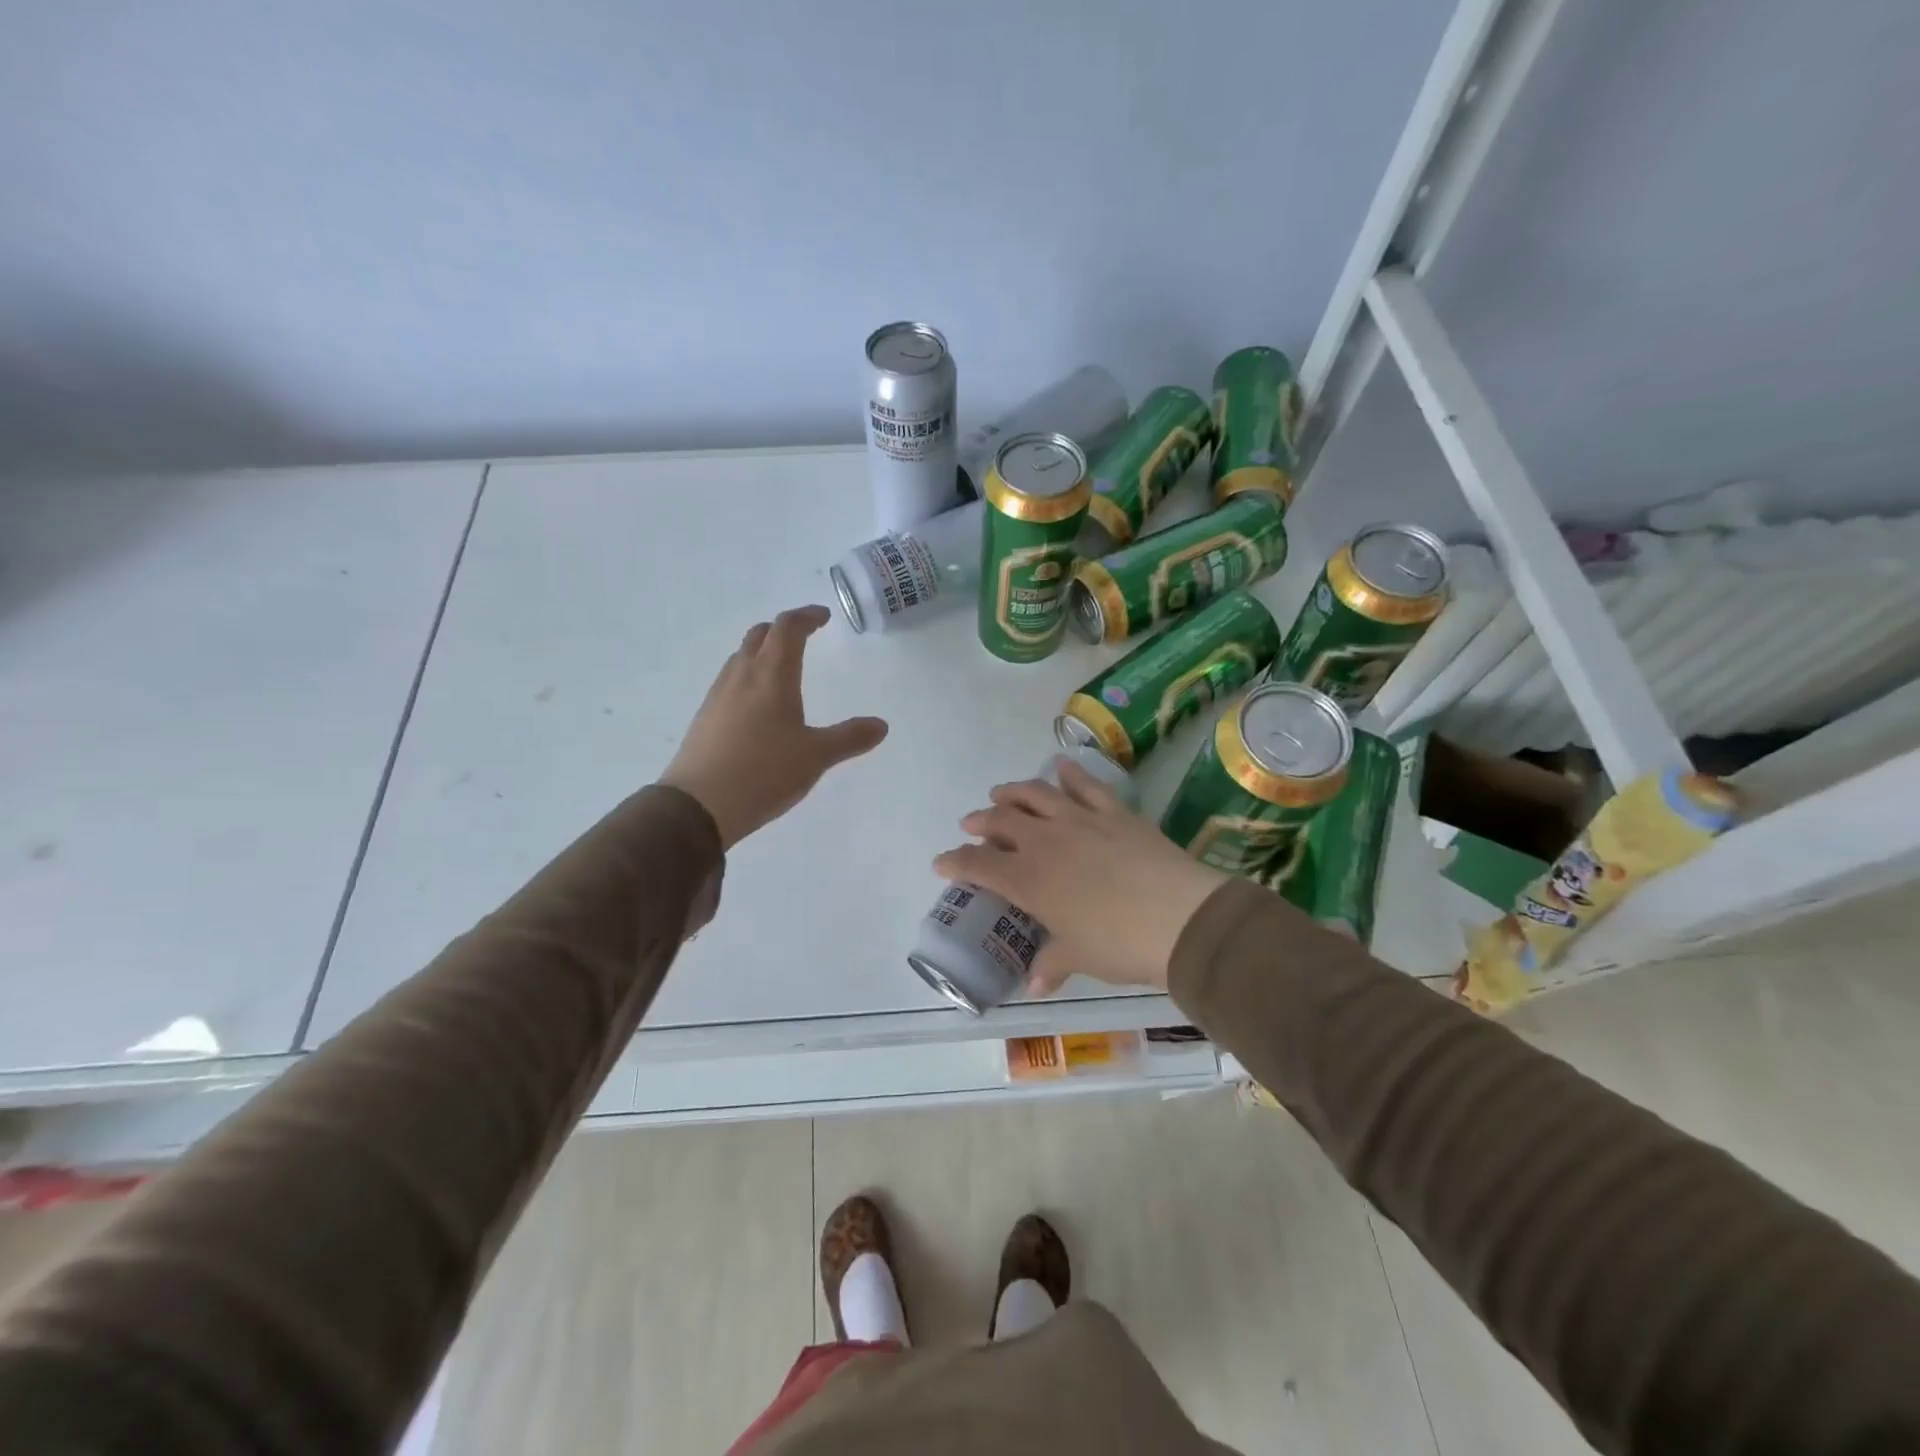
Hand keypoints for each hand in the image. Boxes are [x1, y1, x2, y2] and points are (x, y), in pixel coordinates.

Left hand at [661, 605, 887, 848]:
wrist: (699, 805)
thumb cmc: (764, 772)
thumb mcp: (815, 756)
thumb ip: (849, 738)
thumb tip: (881, 725)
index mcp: (772, 676)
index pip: (788, 629)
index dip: (806, 617)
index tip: (823, 617)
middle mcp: (742, 676)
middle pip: (760, 635)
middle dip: (783, 629)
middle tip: (803, 636)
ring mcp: (718, 696)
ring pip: (741, 657)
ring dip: (762, 651)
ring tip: (781, 668)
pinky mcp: (705, 717)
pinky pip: (729, 682)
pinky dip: (748, 677)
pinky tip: (756, 705)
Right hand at [933, 758, 1228, 995]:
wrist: (1181, 918)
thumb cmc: (1120, 944)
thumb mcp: (1080, 957)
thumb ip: (1053, 963)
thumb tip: (1036, 983)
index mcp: (1028, 879)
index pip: (978, 865)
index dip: (955, 862)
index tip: (941, 862)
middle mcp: (1045, 842)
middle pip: (1001, 821)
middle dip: (980, 822)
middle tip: (972, 824)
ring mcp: (1080, 820)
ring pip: (1035, 794)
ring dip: (1012, 792)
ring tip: (1001, 794)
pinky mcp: (1114, 811)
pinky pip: (1086, 785)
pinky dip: (1069, 773)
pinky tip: (1060, 766)